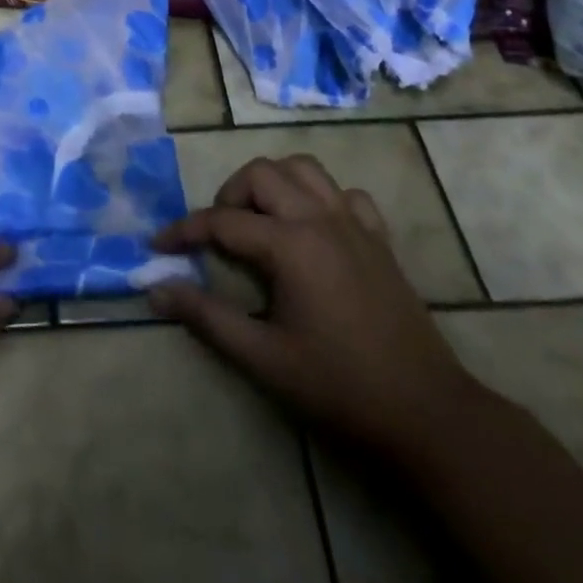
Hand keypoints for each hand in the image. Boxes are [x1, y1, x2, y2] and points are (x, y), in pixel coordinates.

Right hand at [149, 154, 473, 459]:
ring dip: (273, 184)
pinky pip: (345, 194)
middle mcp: (320, 218)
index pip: (222, 221)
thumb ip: (207, 317)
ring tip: (260, 220)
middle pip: (261, 174)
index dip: (184, 230)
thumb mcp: (264, 357)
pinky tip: (313, 229)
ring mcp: (354, 223)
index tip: (159, 246)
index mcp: (290, 244)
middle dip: (229, 195)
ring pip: (304, 169)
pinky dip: (321, 199)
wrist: (426, 412)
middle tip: (218, 235)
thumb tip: (156, 289)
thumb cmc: (339, 386)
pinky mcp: (379, 237)